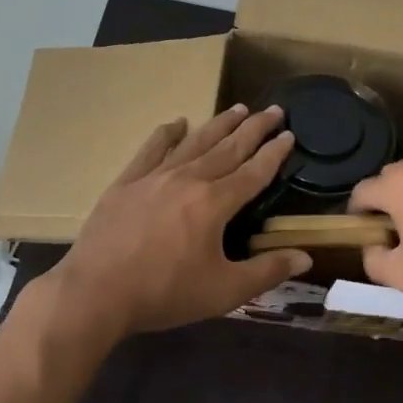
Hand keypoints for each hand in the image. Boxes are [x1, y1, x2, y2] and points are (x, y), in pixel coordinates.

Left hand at [42, 104, 311, 341]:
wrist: (96, 293)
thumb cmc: (165, 293)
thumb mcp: (225, 291)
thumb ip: (267, 271)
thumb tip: (306, 258)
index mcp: (215, 203)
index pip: (254, 172)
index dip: (274, 153)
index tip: (289, 134)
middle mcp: (189, 180)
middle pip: (228, 148)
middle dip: (254, 128)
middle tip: (273, 109)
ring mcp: (154, 178)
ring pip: (194, 143)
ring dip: (219, 124)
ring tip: (238, 108)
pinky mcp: (126, 183)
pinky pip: (151, 150)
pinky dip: (167, 134)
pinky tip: (177, 123)